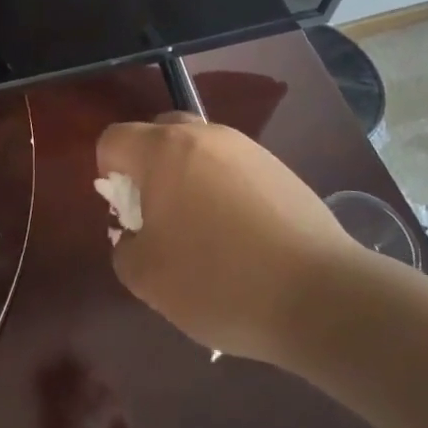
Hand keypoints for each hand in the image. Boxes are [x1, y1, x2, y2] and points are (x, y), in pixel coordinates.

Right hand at [97, 117, 358, 364]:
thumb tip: (137, 234)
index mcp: (164, 150)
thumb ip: (125, 247)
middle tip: (160, 216)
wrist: (319, 294)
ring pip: (199, 151)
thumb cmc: (218, 281)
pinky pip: (233, 169)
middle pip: (158, 133)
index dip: (108, 174)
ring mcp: (247, 148)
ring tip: (205, 234)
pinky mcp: (280, 168)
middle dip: (149, 168)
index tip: (128, 214)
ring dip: (188, 179)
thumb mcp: (147, 278)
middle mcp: (205, 135)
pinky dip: (224, 192)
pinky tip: (242, 239)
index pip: (114, 139)